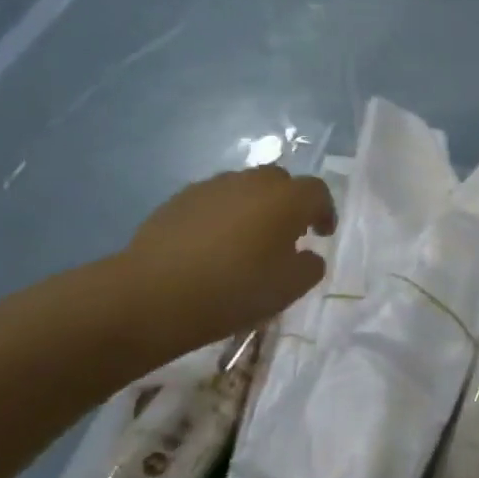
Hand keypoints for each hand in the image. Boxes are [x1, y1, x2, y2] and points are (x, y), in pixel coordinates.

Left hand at [113, 167, 335, 360]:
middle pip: (280, 182)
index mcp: (286, 199)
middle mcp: (252, 182)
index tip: (322, 235)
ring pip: (244, 189)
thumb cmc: (234, 290)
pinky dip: (222, 216)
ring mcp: (213, 186)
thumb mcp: (289, 289)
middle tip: (286, 235)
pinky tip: (212, 246)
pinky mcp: (179, 199)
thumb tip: (307, 254)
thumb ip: (310, 266)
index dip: (324, 212)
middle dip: (288, 204)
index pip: (317, 192)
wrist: (153, 295)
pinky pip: (214, 201)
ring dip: (254, 208)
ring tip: (246, 241)